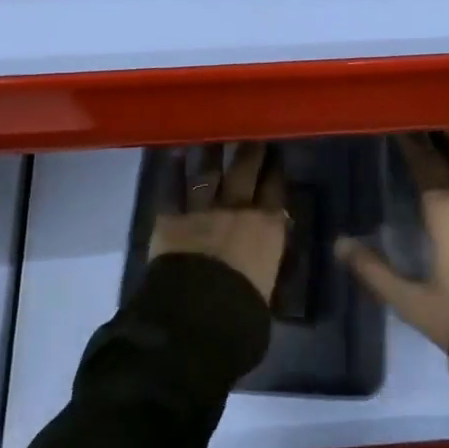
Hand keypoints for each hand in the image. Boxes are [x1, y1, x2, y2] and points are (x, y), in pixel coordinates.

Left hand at [149, 143, 288, 299]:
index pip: (275, 191)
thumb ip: (265, 268)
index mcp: (268, 228)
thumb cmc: (243, 311)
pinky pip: (173, 189)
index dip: (275, 171)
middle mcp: (237, 210)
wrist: (198, 312)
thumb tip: (263, 264)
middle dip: (250, 152)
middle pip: (245, 172)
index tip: (276, 154)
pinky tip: (174, 153)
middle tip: (252, 134)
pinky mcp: (172, 218)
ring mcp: (203, 209)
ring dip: (211, 153)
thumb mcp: (267, 290)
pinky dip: (173, 172)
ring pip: (208, 173)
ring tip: (213, 135)